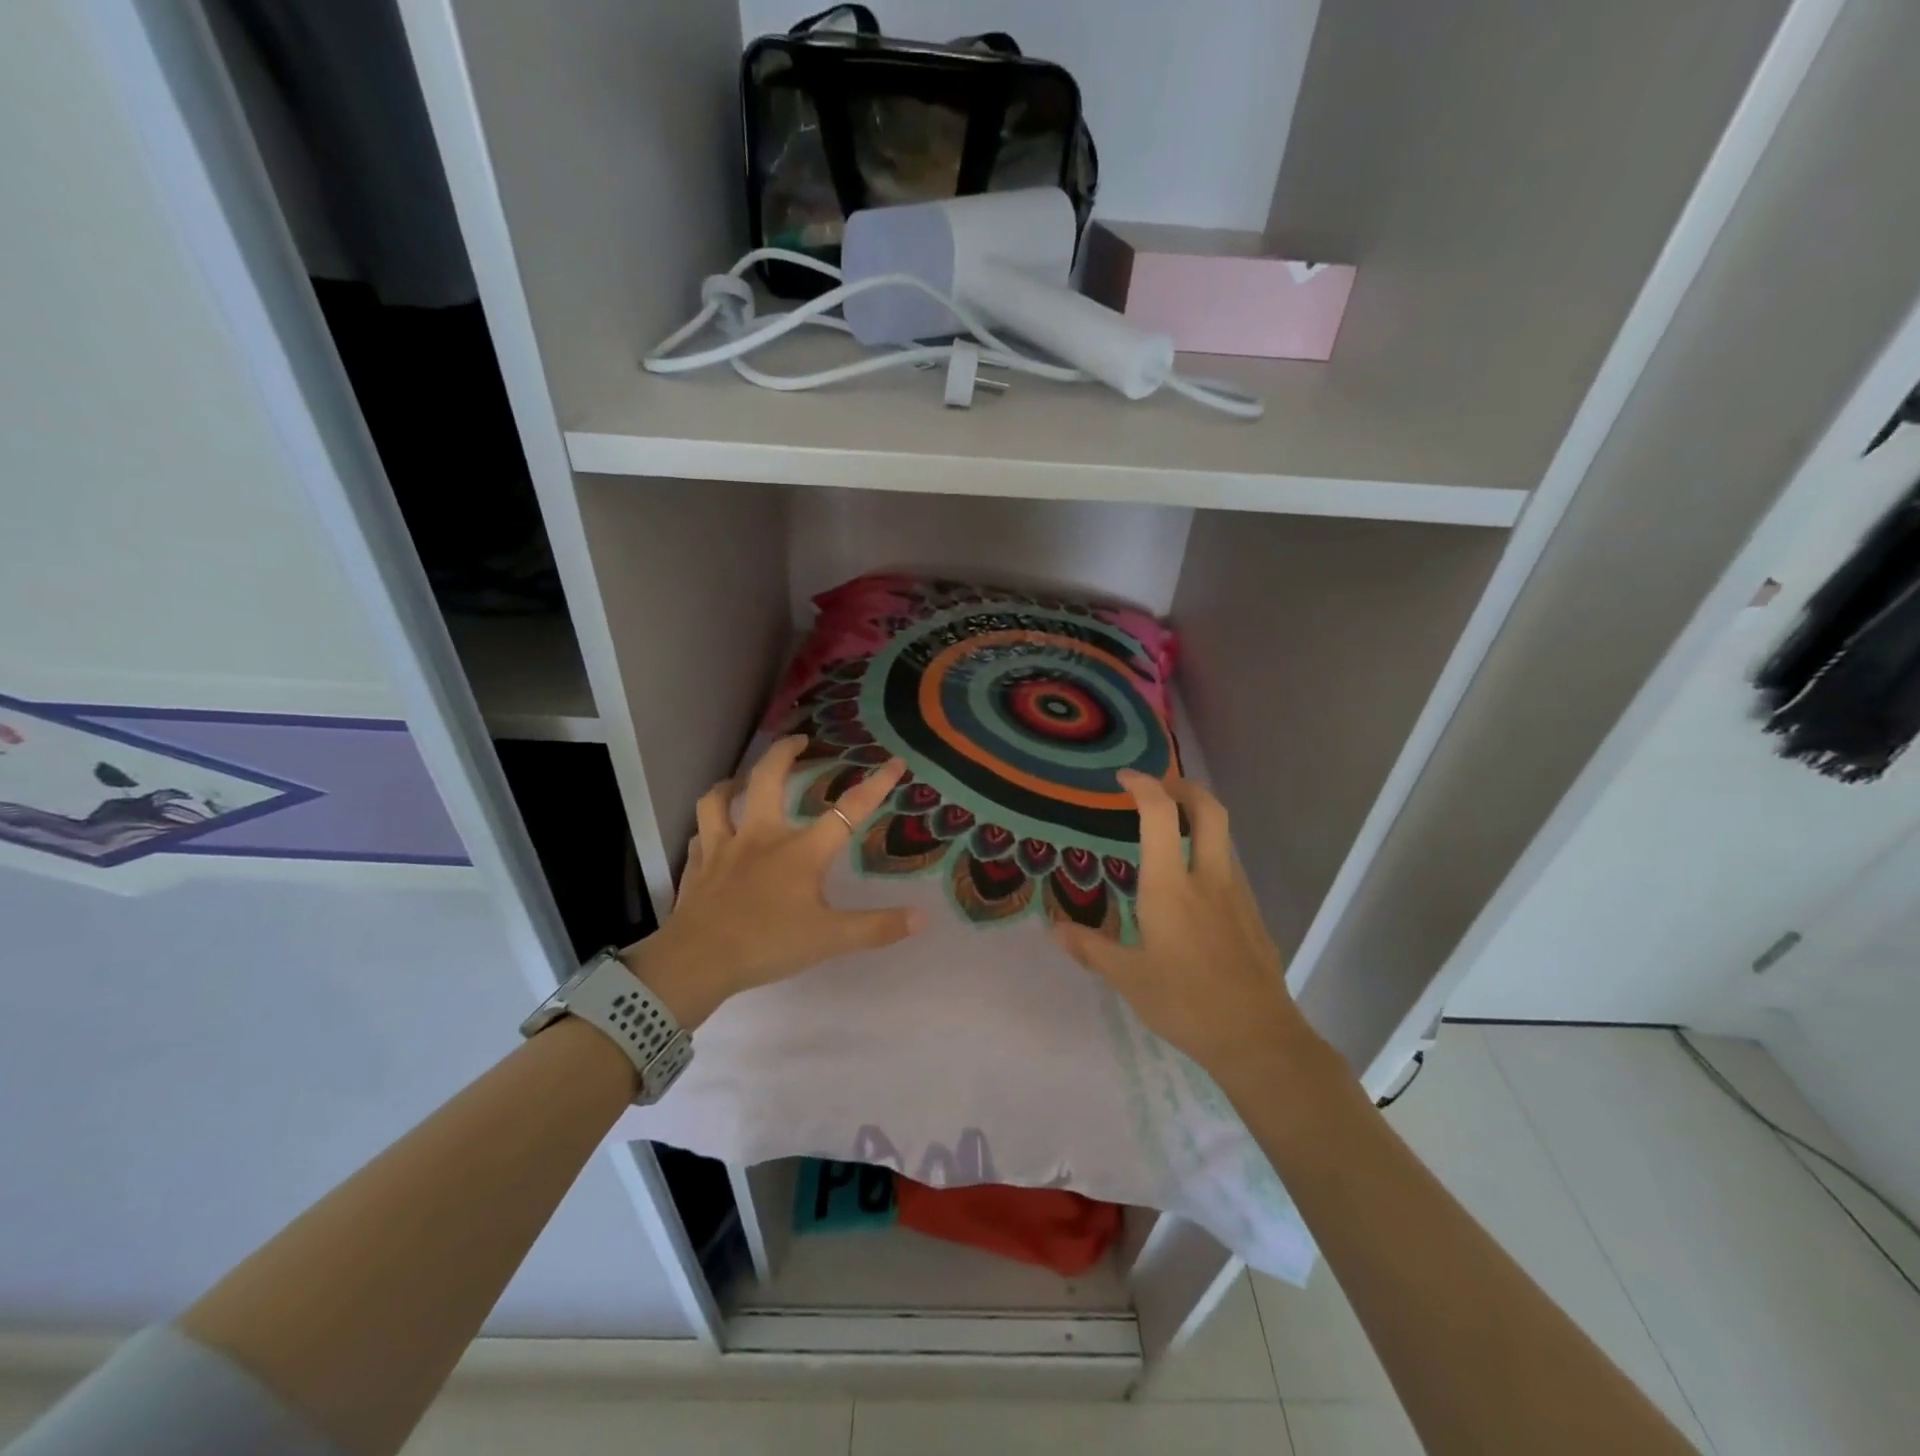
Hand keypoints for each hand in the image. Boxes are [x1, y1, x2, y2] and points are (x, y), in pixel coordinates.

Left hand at [623, 736, 924, 1027]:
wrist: (697, 961)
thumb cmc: (768, 944)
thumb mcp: (830, 939)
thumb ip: (877, 928)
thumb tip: (923, 917)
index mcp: (800, 851)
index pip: (847, 811)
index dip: (875, 785)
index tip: (894, 762)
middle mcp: (761, 837)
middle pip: (768, 779)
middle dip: (783, 752)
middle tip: (799, 740)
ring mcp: (723, 847)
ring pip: (719, 799)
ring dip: (733, 782)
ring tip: (742, 778)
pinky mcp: (697, 865)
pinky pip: (700, 834)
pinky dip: (708, 826)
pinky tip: (711, 830)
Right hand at [1053, 771, 1313, 1087]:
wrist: (1258, 1038)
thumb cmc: (1185, 1003)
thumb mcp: (1128, 979)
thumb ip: (1091, 948)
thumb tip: (1055, 929)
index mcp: (1171, 886)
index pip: (1160, 815)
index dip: (1144, 786)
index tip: (1124, 779)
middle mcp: (1208, 878)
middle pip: (1209, 809)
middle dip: (1184, 786)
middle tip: (1159, 788)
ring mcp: (1237, 894)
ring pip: (1224, 837)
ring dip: (1200, 819)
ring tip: (1170, 834)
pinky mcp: (1253, 915)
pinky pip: (1230, 867)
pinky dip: (1209, 854)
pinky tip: (1191, 888)